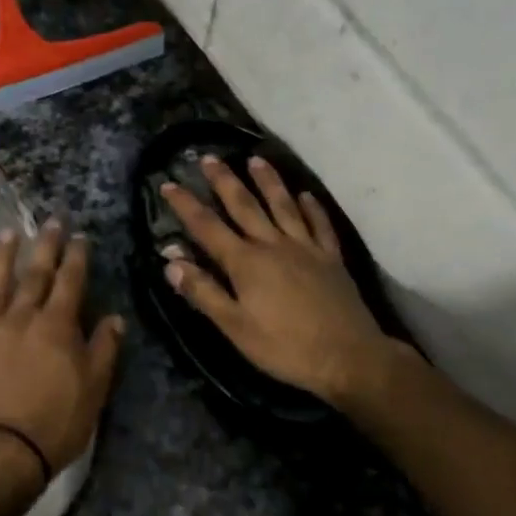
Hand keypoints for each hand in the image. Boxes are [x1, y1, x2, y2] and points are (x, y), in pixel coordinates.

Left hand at [0, 220, 124, 487]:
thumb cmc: (54, 424)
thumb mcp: (94, 390)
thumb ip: (103, 350)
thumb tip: (114, 318)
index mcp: (56, 327)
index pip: (69, 283)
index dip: (76, 258)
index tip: (79, 236)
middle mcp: (20, 320)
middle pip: (34, 276)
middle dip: (44, 247)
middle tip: (50, 222)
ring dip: (0, 260)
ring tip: (6, 235)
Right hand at [161, 155, 413, 408]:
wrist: (348, 357)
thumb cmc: (284, 347)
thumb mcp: (234, 327)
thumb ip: (203, 291)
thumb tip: (171, 261)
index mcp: (245, 263)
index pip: (207, 227)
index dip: (185, 205)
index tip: (168, 184)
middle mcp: (273, 245)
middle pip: (244, 206)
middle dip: (224, 181)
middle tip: (210, 157)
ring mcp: (306, 248)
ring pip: (283, 206)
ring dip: (268, 181)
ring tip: (256, 159)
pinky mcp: (331, 258)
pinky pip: (320, 225)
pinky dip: (312, 208)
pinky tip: (306, 196)